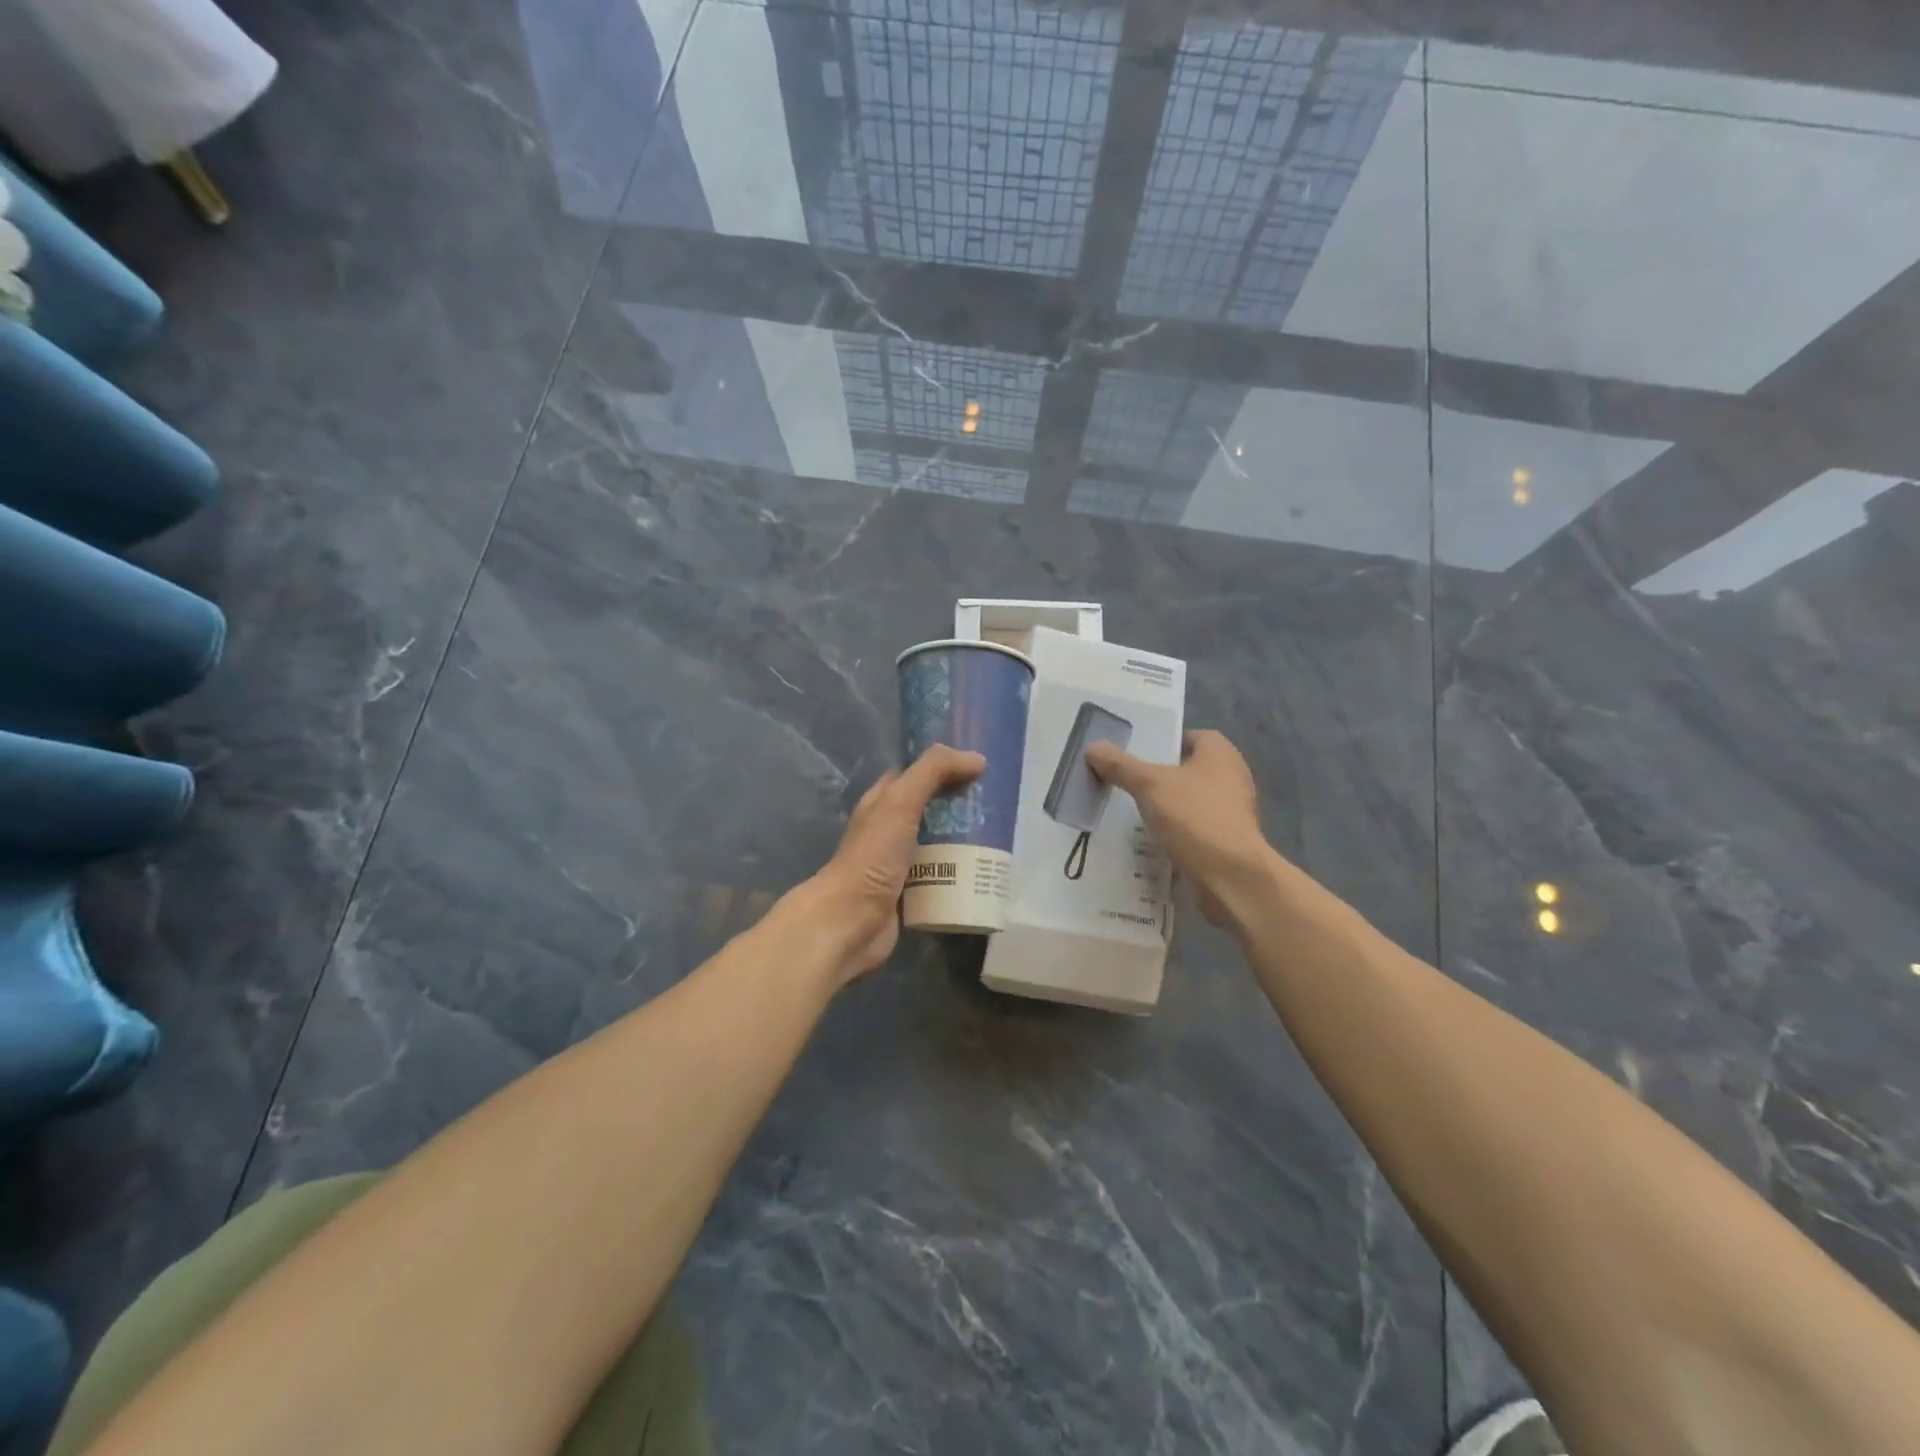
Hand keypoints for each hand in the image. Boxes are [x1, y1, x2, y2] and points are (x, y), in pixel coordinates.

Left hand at [798, 745, 984, 983]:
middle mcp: (890, 830)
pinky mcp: (911, 894)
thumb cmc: (873, 856)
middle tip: (1000, 807)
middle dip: (962, 807)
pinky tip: (985, 874)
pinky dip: (961, 875)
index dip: (945, 766)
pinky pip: (942, 878)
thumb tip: (977, 759)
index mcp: (882, 803)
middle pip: (932, 811)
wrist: (851, 922)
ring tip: (1001, 839)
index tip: (981, 766)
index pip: (916, 774)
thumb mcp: (901, 802)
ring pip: (939, 845)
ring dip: (965, 843)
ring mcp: (900, 864)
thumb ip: (933, 772)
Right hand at [1086, 729, 1270, 923]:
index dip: (1164, 743)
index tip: (1135, 756)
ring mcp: (1232, 812)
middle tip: (1126, 783)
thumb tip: (1092, 747)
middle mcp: (1232, 778)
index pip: (1191, 736)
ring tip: (1130, 814)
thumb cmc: (1194, 817)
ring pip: (1190, 802)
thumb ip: (1120, 765)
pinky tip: (1149, 841)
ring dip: (1166, 808)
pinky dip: (1175, 833)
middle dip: (1159, 778)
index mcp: (1221, 754)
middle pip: (1188, 770)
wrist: (1231, 877)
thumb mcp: (1148, 785)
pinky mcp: (1227, 842)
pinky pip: (1194, 829)